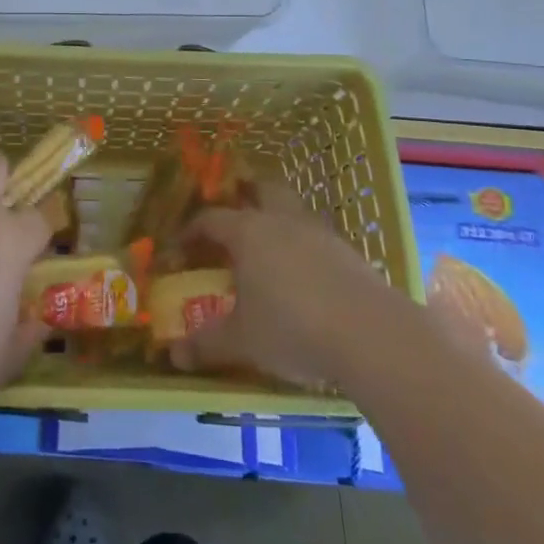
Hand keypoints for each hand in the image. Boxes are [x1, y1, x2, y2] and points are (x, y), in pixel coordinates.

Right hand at [169, 200, 398, 386]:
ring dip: (279, 214)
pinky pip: (317, 232)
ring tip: (270, 240)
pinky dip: (304, 240)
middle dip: (245, 193)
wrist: (369, 334)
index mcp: (248, 232)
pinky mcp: (348, 250)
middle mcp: (282, 220)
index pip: (211, 219)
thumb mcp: (243, 341)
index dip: (192, 230)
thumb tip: (174, 355)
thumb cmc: (292, 329)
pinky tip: (305, 268)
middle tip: (234, 210)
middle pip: (261, 189)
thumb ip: (207, 344)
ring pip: (293, 206)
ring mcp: (319, 231)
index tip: (180, 246)